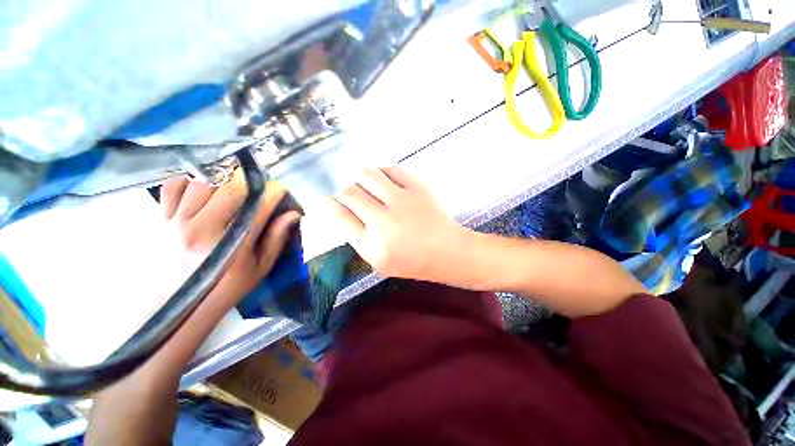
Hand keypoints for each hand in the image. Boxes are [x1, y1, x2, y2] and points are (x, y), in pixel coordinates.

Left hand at [160, 170, 299, 310]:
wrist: (175, 309)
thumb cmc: (224, 289)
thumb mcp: (259, 268)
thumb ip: (276, 239)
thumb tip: (293, 214)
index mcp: (233, 245)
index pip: (259, 206)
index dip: (274, 192)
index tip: (282, 189)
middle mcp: (203, 229)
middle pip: (230, 188)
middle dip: (251, 181)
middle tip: (259, 185)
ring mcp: (178, 223)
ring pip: (203, 183)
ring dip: (223, 180)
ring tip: (233, 187)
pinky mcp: (161, 221)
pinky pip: (173, 188)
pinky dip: (189, 182)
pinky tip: (201, 189)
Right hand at [328, 166, 468, 281]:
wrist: (446, 250)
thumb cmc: (410, 260)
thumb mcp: (377, 260)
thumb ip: (356, 236)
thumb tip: (336, 209)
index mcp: (374, 244)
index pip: (339, 217)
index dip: (327, 203)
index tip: (324, 198)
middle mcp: (385, 220)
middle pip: (349, 191)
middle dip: (342, 189)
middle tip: (347, 192)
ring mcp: (403, 200)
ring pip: (367, 174)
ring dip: (359, 177)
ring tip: (365, 185)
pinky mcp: (418, 186)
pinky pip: (390, 168)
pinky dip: (380, 171)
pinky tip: (382, 180)